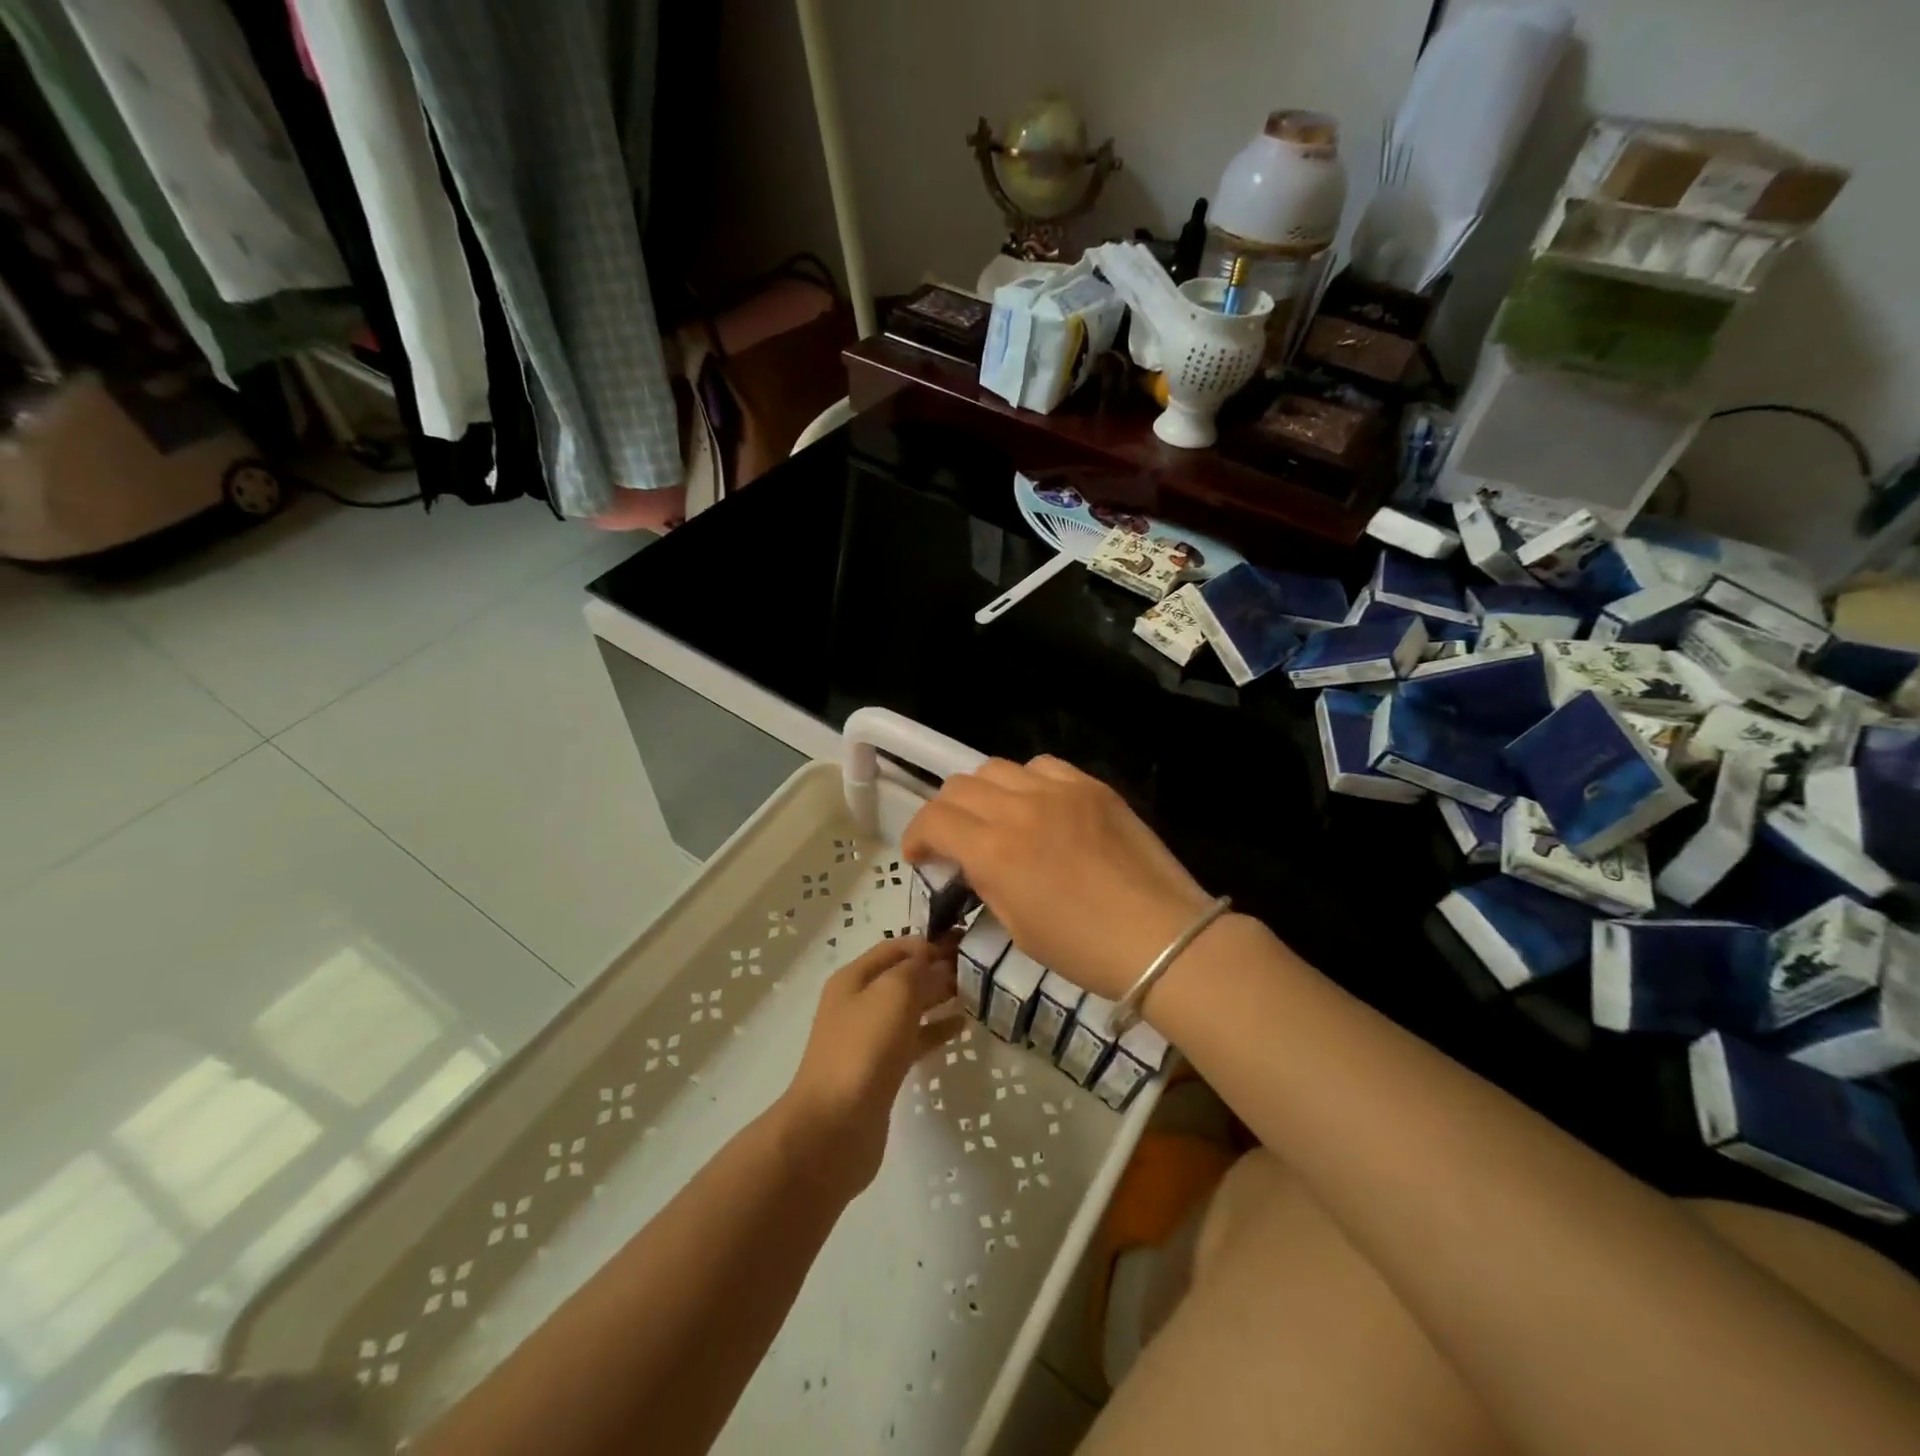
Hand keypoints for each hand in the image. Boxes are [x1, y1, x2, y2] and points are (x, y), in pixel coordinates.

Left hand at [778, 937, 962, 1196]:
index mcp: (854, 978)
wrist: (835, 1126)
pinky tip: (961, 1027)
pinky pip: (913, 1039)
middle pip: (902, 976)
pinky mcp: (881, 1069)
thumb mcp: (893, 993)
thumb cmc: (864, 1049)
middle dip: (936, 968)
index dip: (928, 942)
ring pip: (909, 1008)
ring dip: (938, 998)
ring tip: (974, 993)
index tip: (965, 943)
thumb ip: (918, 970)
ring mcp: (868, 1038)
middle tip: (977, 968)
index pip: (896, 948)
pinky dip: (935, 1030)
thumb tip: (935, 961)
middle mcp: (859, 1002)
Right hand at [901, 756, 1214, 1000]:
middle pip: (959, 786)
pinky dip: (1027, 782)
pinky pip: (1043, 767)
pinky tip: (1039, 806)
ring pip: (997, 768)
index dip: (916, 836)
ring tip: (996, 817)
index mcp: (994, 850)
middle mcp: (1019, 808)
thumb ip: (987, 882)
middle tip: (954, 839)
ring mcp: (1059, 790)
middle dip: (945, 813)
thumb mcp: (1018, 927)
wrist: (1161, 937)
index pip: (934, 819)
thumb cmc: (1084, 948)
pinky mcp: (1091, 786)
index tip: (920, 855)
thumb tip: (975, 861)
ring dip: (983, 793)